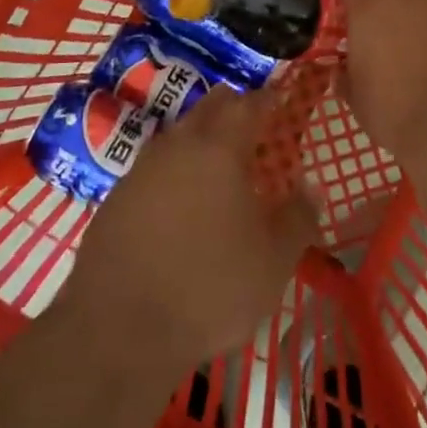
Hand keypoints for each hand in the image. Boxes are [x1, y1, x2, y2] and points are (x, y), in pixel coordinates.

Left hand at [59, 87, 318, 366]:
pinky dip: (174, 172)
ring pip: (179, 135)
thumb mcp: (273, 262)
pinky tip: (181, 204)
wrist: (118, 328)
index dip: (267, 100)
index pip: (248, 104)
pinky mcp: (116, 196)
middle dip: (233, 110)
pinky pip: (154, 167)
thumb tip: (310, 188)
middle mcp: (178, 145)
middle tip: (254, 130)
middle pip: (209, 107)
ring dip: (201, 140)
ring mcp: (141, 167)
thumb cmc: (208, 287)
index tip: (279, 102)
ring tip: (219, 169)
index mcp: (219, 148)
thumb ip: (297, 218)